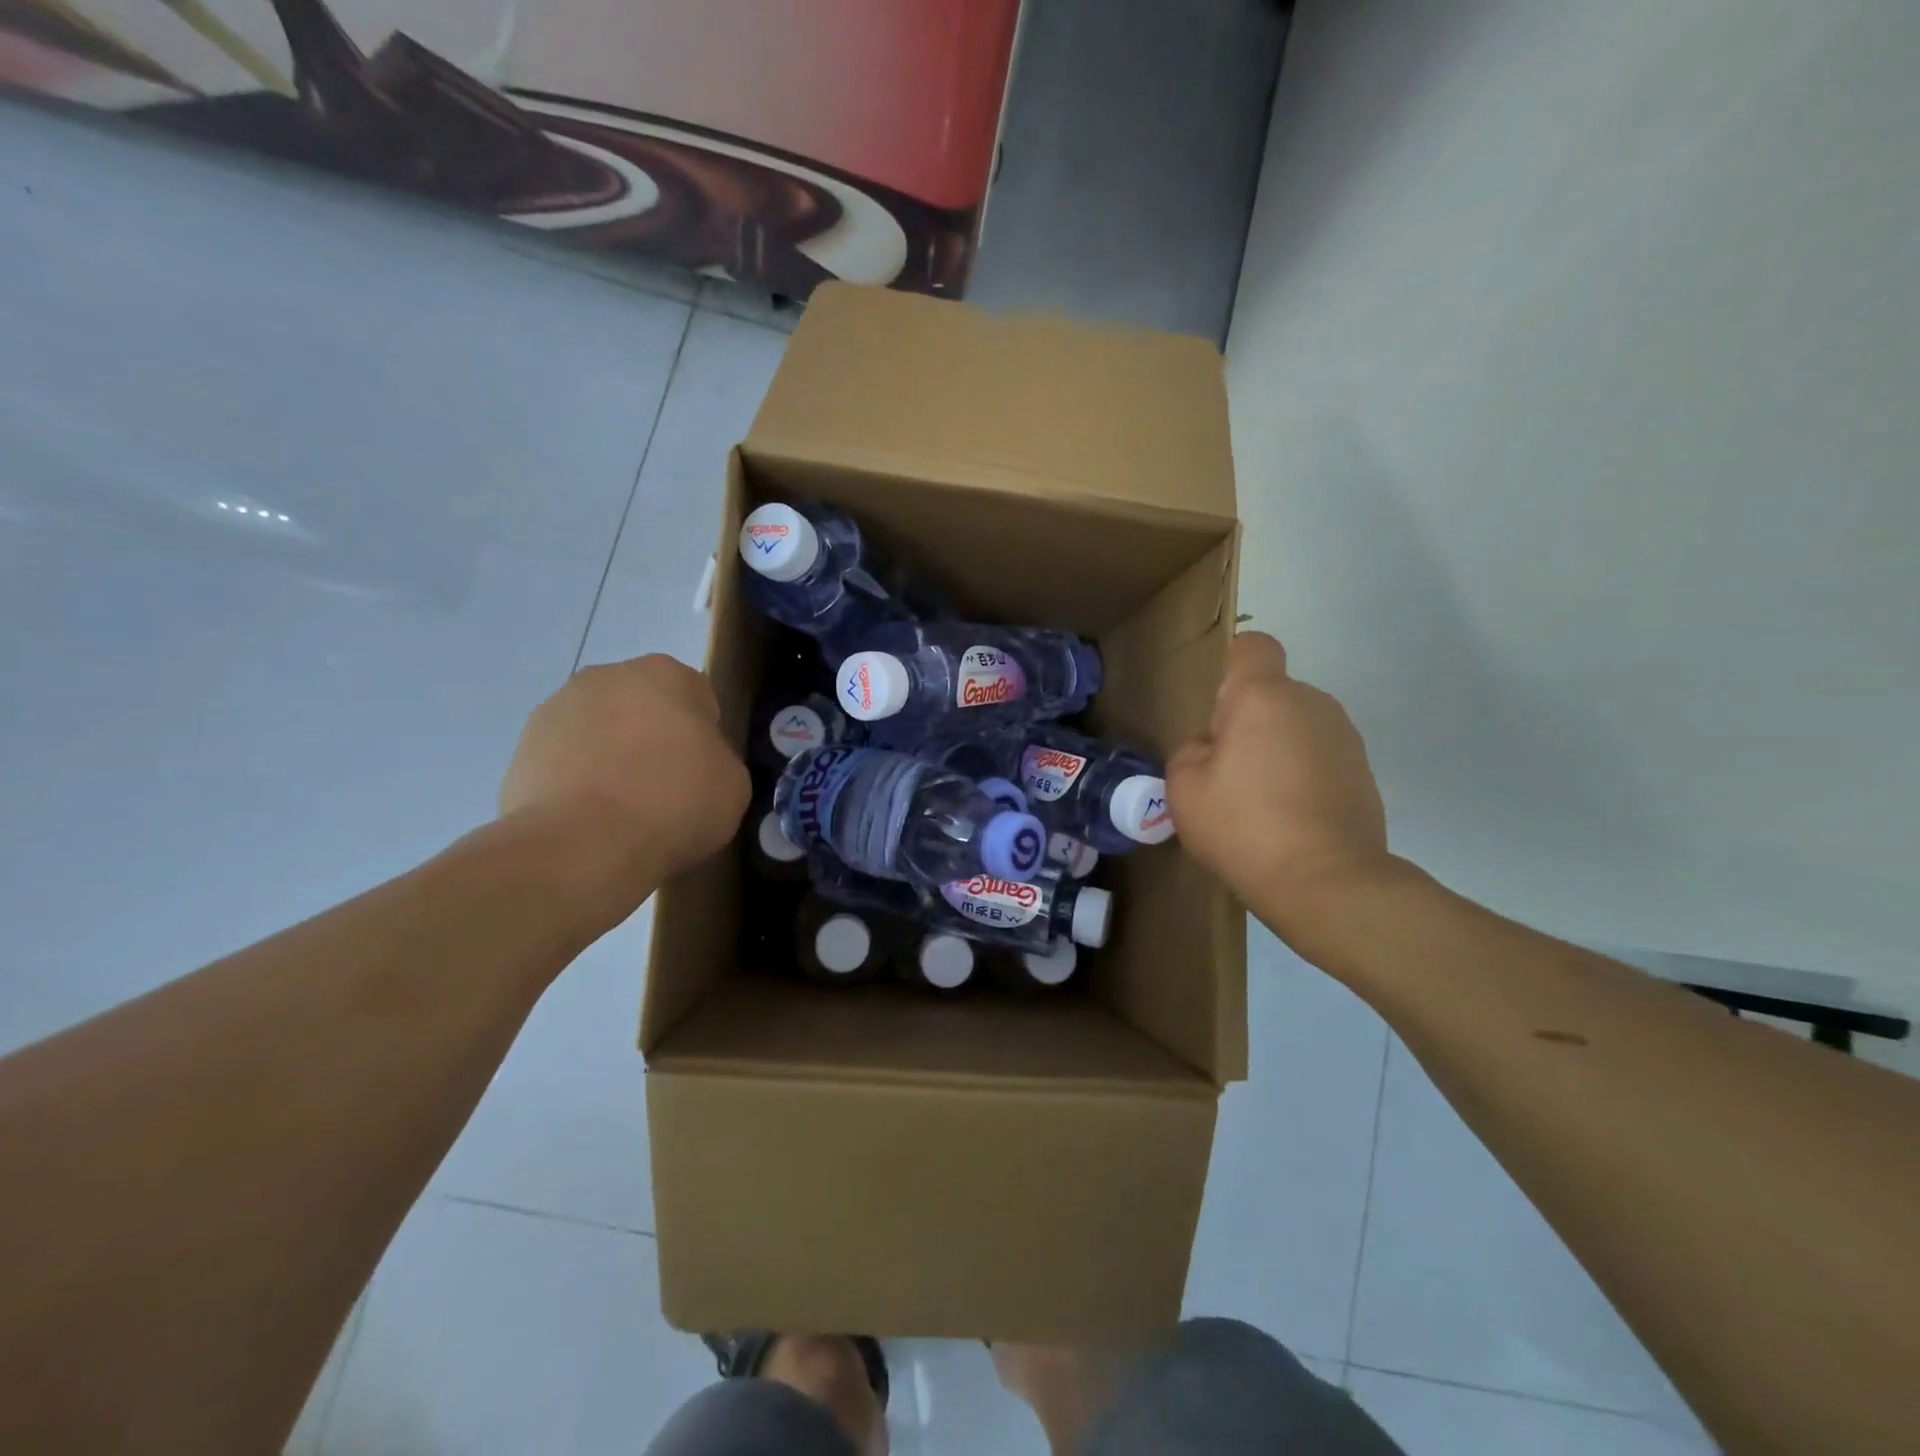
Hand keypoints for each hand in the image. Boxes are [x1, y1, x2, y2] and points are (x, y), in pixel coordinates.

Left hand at [499, 655, 749, 891]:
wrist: (582, 846)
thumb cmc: (674, 803)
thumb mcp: (733, 783)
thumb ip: (717, 758)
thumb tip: (694, 765)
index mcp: (665, 673)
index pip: (696, 697)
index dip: (704, 737)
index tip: (702, 773)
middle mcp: (606, 677)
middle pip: (642, 707)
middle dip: (652, 739)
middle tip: (665, 791)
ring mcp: (555, 709)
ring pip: (599, 731)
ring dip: (610, 758)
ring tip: (622, 813)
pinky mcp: (520, 750)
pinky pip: (564, 762)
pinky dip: (576, 784)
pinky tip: (589, 821)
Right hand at [1167, 632, 1396, 943]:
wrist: (1326, 882)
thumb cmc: (1244, 827)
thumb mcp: (1184, 789)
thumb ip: (1191, 751)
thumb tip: (1213, 747)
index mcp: (1263, 698)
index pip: (1253, 648)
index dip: (1233, 666)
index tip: (1219, 710)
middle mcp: (1311, 703)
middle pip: (1272, 694)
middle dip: (1247, 722)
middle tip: (1227, 774)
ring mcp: (1344, 737)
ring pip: (1296, 726)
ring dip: (1276, 749)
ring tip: (1260, 803)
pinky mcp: (1364, 772)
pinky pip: (1319, 757)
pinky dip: (1302, 776)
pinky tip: (1290, 819)